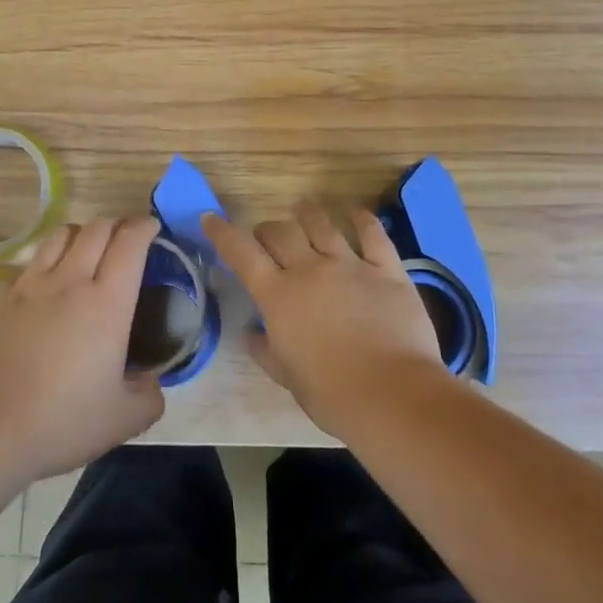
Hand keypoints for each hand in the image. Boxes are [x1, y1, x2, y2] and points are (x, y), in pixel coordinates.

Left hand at [0, 215, 165, 481]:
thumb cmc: (59, 421)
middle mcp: (70, 281)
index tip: (152, 227)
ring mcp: (29, 286)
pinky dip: (47, 262)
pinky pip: (29, 264)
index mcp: (107, 303)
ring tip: (87, 247)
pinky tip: (46, 285)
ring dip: (81, 233)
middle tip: (125, 237)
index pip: (130, 244)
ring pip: (60, 236)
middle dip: (116, 223)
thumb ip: (148, 396)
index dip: (144, 227)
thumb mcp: (122, 420)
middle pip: (96, 229)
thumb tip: (149, 380)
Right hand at [202, 199, 450, 438]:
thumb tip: (252, 334)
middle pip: (281, 232)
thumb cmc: (331, 395)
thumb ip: (266, 350)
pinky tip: (355, 212)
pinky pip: (372, 234)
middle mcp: (310, 270)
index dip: (223, 233)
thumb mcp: (287, 377)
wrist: (391, 395)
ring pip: (322, 224)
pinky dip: (361, 219)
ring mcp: (350, 265)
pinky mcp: (386, 270)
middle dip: (268, 229)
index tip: (211, 219)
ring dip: (307, 213)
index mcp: (278, 297)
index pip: (242, 254)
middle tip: (266, 234)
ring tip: (302, 207)